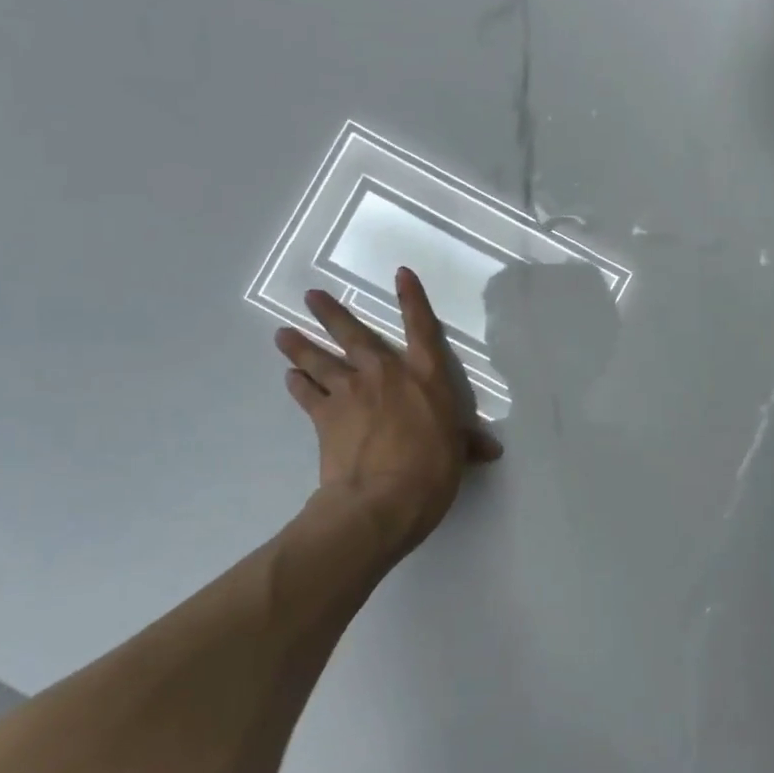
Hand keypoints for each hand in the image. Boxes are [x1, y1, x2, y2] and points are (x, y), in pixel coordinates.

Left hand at [274, 269, 501, 550]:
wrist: (382, 499)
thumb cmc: (432, 471)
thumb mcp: (457, 454)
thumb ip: (468, 444)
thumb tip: (492, 450)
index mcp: (425, 377)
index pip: (421, 328)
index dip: (412, 298)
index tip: (400, 273)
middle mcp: (385, 374)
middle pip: (354, 336)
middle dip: (332, 313)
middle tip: (311, 295)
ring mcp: (351, 392)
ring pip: (321, 360)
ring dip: (301, 346)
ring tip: (281, 334)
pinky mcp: (325, 416)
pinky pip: (307, 394)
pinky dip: (297, 385)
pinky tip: (289, 377)